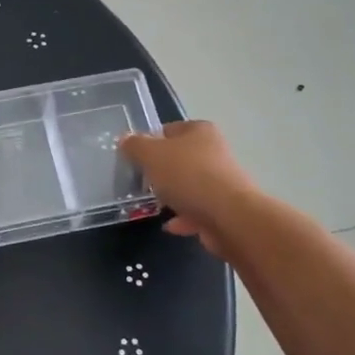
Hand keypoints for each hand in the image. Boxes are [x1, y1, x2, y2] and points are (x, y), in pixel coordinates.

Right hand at [117, 120, 258, 259]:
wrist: (228, 216)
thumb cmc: (188, 176)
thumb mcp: (151, 155)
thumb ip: (135, 146)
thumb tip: (125, 139)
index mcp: (200, 131)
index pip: (169, 130)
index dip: (150, 142)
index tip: (135, 159)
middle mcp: (214, 152)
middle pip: (180, 158)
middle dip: (161, 171)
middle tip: (142, 182)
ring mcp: (222, 181)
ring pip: (189, 185)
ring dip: (172, 195)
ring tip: (153, 205)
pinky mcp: (224, 208)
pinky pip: (197, 210)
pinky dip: (183, 217)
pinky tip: (170, 225)